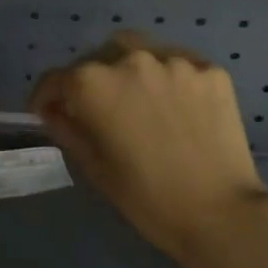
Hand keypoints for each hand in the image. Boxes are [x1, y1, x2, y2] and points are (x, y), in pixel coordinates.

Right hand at [31, 31, 267, 264]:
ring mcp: (174, 61)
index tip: (46, 111)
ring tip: (139, 100)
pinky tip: (176, 106)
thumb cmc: (146, 197)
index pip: (56, 78)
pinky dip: (168, 79)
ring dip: (129, 71)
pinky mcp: (209, 70)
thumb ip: (67, 128)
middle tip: (98, 109)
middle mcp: (129, 59)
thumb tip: (53, 109)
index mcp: (93, 83)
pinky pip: (177, 64)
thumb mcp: (94, 166)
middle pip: (97, 58)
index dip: (46, 96)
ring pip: (139, 52)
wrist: (221, 214)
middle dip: (90, 79)